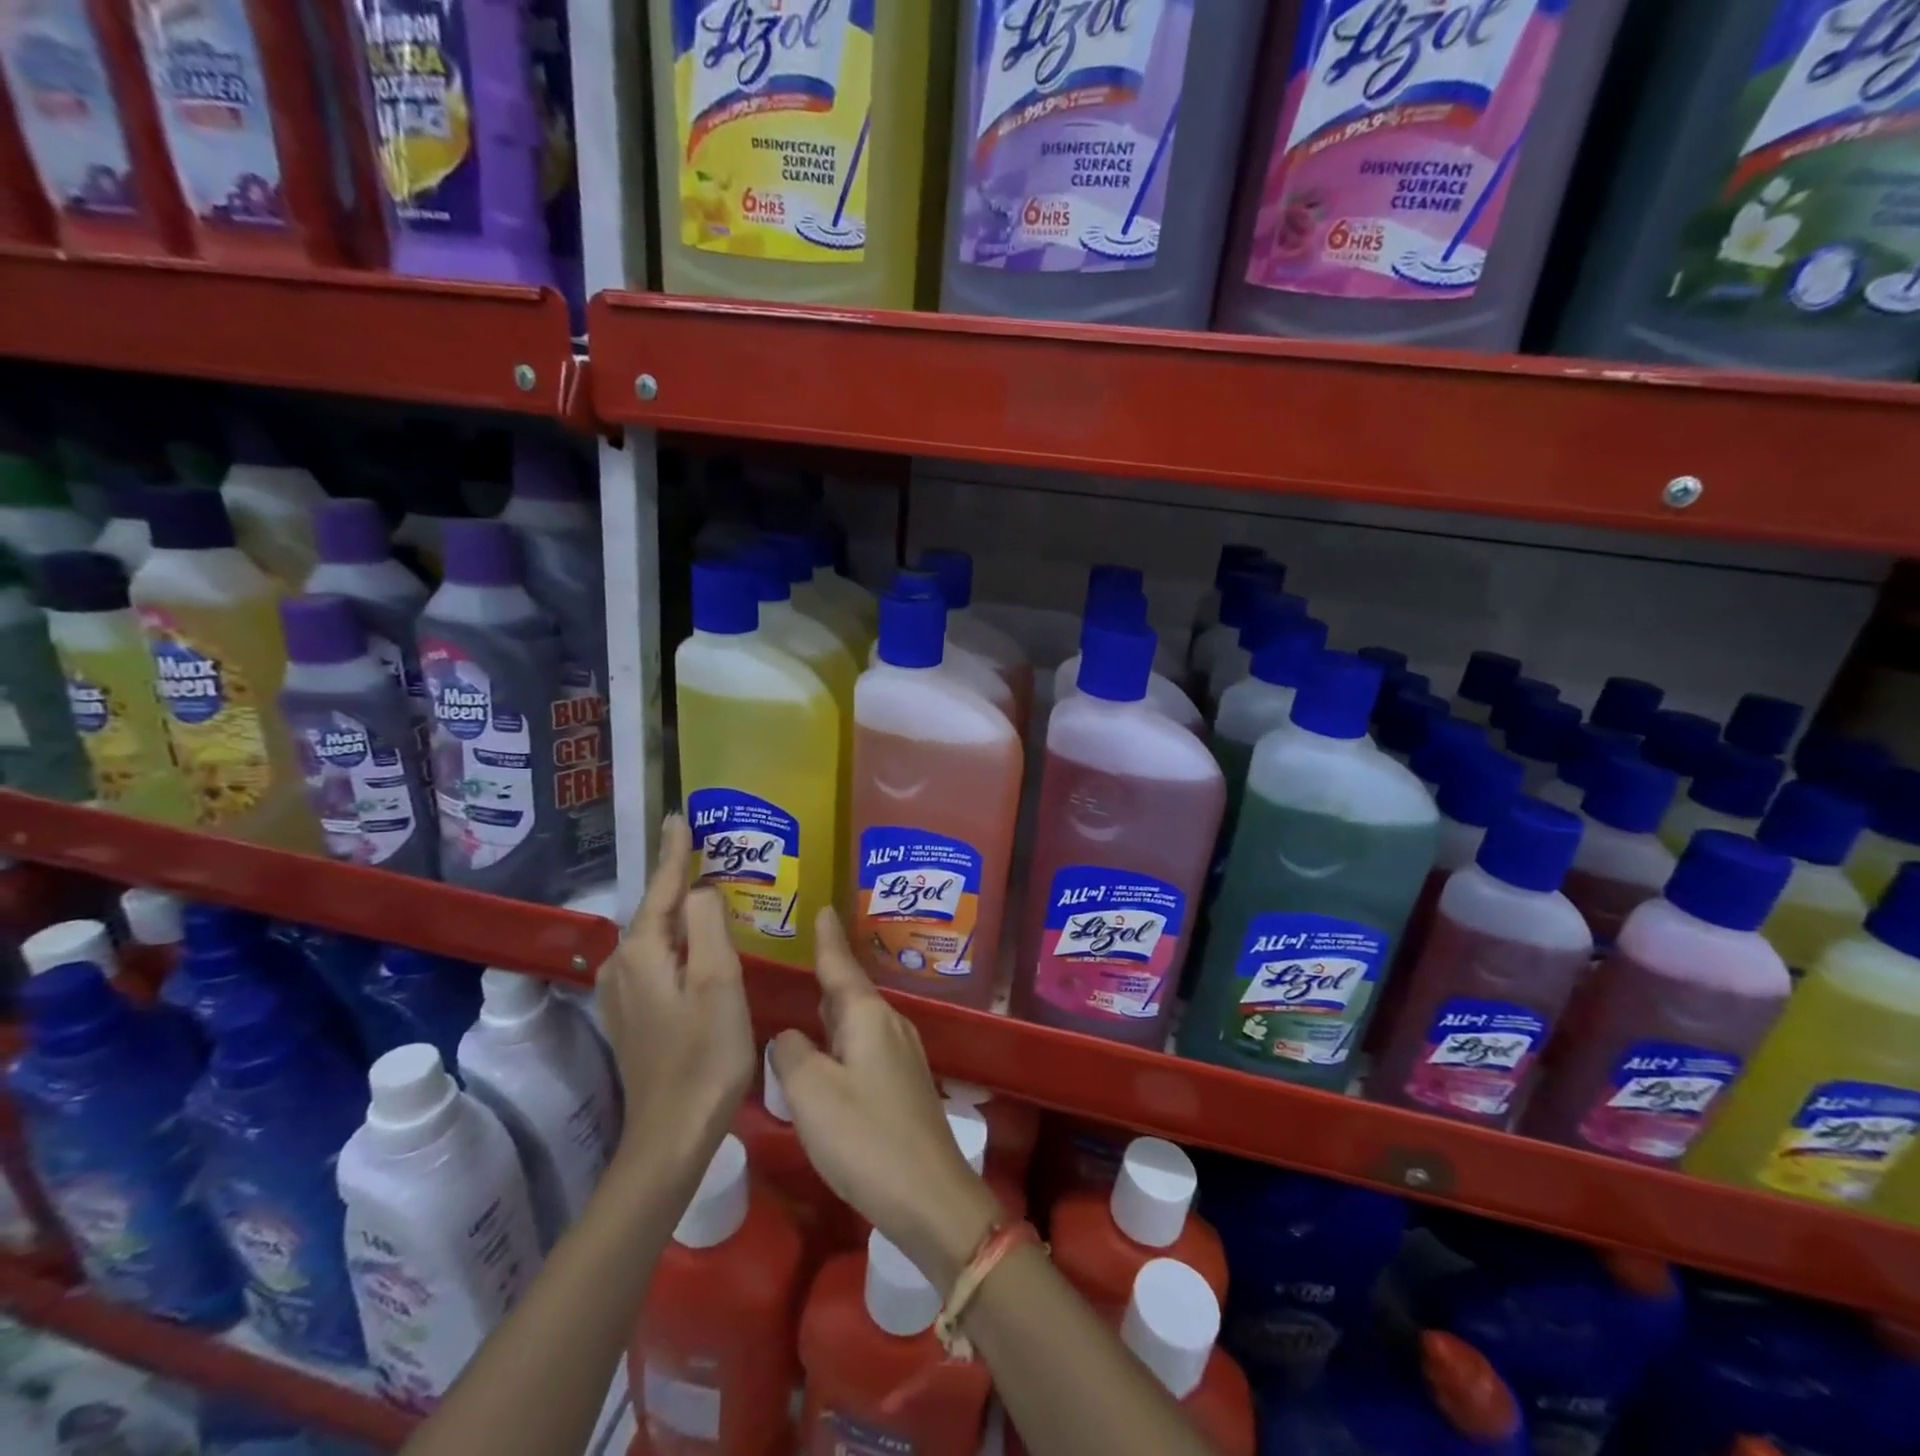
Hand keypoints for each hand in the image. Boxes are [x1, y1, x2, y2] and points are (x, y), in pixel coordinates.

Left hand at [597, 814, 754, 1172]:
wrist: (673, 1132)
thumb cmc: (706, 1053)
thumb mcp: (719, 980)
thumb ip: (708, 924)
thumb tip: (701, 889)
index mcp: (642, 951)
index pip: (661, 886)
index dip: (674, 851)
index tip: (679, 816)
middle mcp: (622, 964)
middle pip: (656, 909)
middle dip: (678, 878)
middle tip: (707, 849)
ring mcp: (623, 992)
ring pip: (656, 935)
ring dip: (679, 910)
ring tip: (708, 888)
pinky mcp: (632, 1014)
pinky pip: (656, 958)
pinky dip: (677, 940)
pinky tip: (697, 942)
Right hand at [770, 908, 999, 1289]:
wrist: (929, 1195)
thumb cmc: (865, 1137)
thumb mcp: (811, 1094)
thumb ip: (792, 1055)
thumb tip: (789, 1035)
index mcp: (868, 1016)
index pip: (841, 966)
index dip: (828, 939)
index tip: (824, 909)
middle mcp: (890, 1025)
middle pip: (851, 991)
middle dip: (828, 974)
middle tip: (804, 954)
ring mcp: (902, 1055)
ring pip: (859, 1020)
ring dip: (834, 1010)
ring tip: (809, 998)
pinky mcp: (904, 1084)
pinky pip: (866, 1045)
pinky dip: (843, 1039)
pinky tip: (830, 1053)